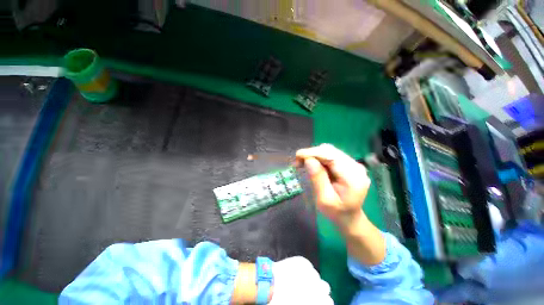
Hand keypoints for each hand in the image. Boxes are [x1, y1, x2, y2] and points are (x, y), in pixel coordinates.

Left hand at [269, 257, 332, 304]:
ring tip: (299, 280)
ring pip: (316, 275)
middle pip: (325, 287)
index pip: (329, 301)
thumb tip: (314, 301)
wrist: (270, 284)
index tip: (318, 301)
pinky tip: (295, 272)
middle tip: (309, 291)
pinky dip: (303, 269)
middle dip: (319, 289)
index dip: (323, 301)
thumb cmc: (282, 301)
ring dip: (311, 278)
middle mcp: (317, 284)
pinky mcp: (303, 261)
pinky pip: (308, 266)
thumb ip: (312, 303)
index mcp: (316, 299)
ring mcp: (310, 270)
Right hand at [296, 144, 370, 228]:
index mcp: (353, 177)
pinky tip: (312, 165)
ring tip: (303, 164)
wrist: (350, 218)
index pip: (331, 156)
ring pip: (329, 151)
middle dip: (312, 154)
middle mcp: (356, 166)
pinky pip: (331, 156)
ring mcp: (353, 164)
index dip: (313, 153)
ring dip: (314, 155)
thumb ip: (317, 179)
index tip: (297, 156)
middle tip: (298, 162)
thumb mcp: (324, 200)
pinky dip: (319, 158)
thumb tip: (308, 160)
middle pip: (330, 151)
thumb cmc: (336, 213)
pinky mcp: (348, 165)